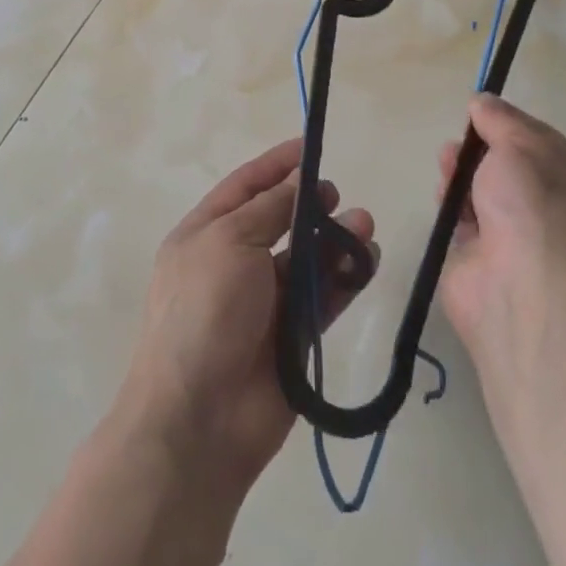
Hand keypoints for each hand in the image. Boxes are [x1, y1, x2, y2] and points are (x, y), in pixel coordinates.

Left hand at [117, 138, 376, 489]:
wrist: (199, 420)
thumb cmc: (204, 311)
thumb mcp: (230, 241)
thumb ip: (270, 208)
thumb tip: (298, 179)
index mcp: (205, 235)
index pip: (245, 187)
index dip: (276, 165)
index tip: (310, 145)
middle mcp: (233, 263)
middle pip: (279, 221)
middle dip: (311, 204)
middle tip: (338, 195)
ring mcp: (263, 303)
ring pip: (307, 259)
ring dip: (335, 240)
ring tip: (364, 226)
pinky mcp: (292, 339)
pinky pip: (323, 298)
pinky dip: (344, 278)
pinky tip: (366, 261)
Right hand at [436, 94, 565, 386]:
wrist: (524, 290)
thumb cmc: (534, 206)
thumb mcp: (520, 144)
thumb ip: (500, 120)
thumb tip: (482, 102)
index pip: (538, 144)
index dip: (508, 125)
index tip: (479, 112)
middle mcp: (548, 212)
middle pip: (506, 168)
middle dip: (479, 149)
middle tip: (458, 142)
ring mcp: (514, 240)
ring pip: (481, 193)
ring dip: (461, 174)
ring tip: (446, 164)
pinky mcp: (480, 261)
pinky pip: (462, 222)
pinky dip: (450, 206)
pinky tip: (442, 196)